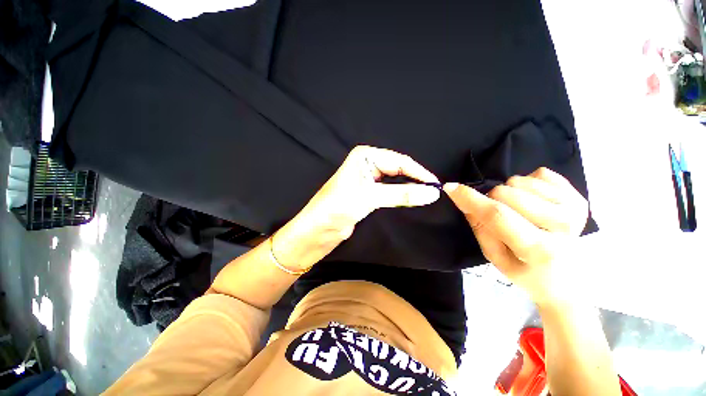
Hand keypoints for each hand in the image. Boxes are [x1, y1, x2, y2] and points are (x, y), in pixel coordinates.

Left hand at [274, 146, 440, 269]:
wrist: (316, 231)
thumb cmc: (336, 208)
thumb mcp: (369, 198)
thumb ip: (401, 194)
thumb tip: (432, 192)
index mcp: (364, 157)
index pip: (399, 161)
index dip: (419, 172)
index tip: (437, 185)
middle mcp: (366, 164)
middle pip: (398, 168)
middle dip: (415, 178)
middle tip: (435, 191)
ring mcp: (367, 180)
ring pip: (395, 180)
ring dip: (410, 187)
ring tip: (428, 195)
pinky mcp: (368, 194)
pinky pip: (390, 191)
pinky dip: (401, 195)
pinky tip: (412, 199)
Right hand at [444, 167, 588, 305]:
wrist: (567, 280)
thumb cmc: (526, 272)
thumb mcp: (495, 257)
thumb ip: (480, 227)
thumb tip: (463, 199)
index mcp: (538, 249)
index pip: (497, 215)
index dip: (471, 199)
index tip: (450, 188)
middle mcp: (562, 225)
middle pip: (505, 193)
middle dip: (492, 200)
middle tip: (500, 215)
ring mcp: (574, 208)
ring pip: (520, 181)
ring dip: (510, 193)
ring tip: (520, 212)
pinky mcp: (579, 197)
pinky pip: (539, 174)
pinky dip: (528, 186)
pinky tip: (536, 204)